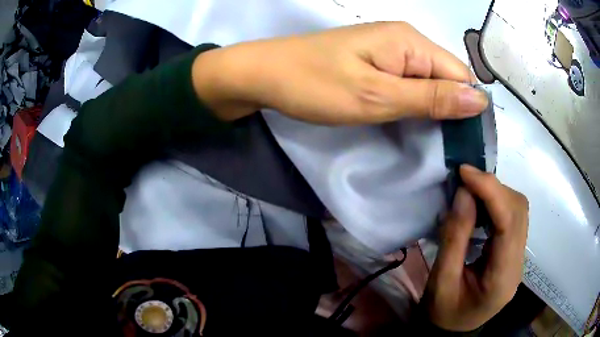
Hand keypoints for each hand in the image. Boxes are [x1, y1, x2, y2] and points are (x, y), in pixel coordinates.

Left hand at [191, 22, 488, 123]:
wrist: (265, 75)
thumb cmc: (315, 85)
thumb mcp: (378, 97)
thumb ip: (432, 98)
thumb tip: (479, 100)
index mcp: (411, 42)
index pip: (460, 75)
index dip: (465, 108)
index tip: (460, 143)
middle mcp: (405, 40)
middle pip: (445, 77)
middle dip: (447, 110)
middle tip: (438, 146)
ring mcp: (389, 49)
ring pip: (427, 82)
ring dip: (429, 109)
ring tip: (421, 136)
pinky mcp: (375, 61)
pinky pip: (408, 82)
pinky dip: (411, 103)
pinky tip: (405, 120)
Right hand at [423, 165, 528, 331]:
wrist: (453, 330)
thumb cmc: (443, 312)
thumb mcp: (441, 281)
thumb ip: (454, 238)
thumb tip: (463, 193)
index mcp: (502, 278)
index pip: (509, 223)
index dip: (491, 191)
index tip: (465, 172)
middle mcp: (518, 264)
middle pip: (519, 211)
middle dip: (493, 188)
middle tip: (465, 180)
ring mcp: (519, 258)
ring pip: (519, 210)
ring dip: (496, 193)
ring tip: (471, 190)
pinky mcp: (514, 252)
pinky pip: (513, 217)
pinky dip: (497, 203)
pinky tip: (480, 205)